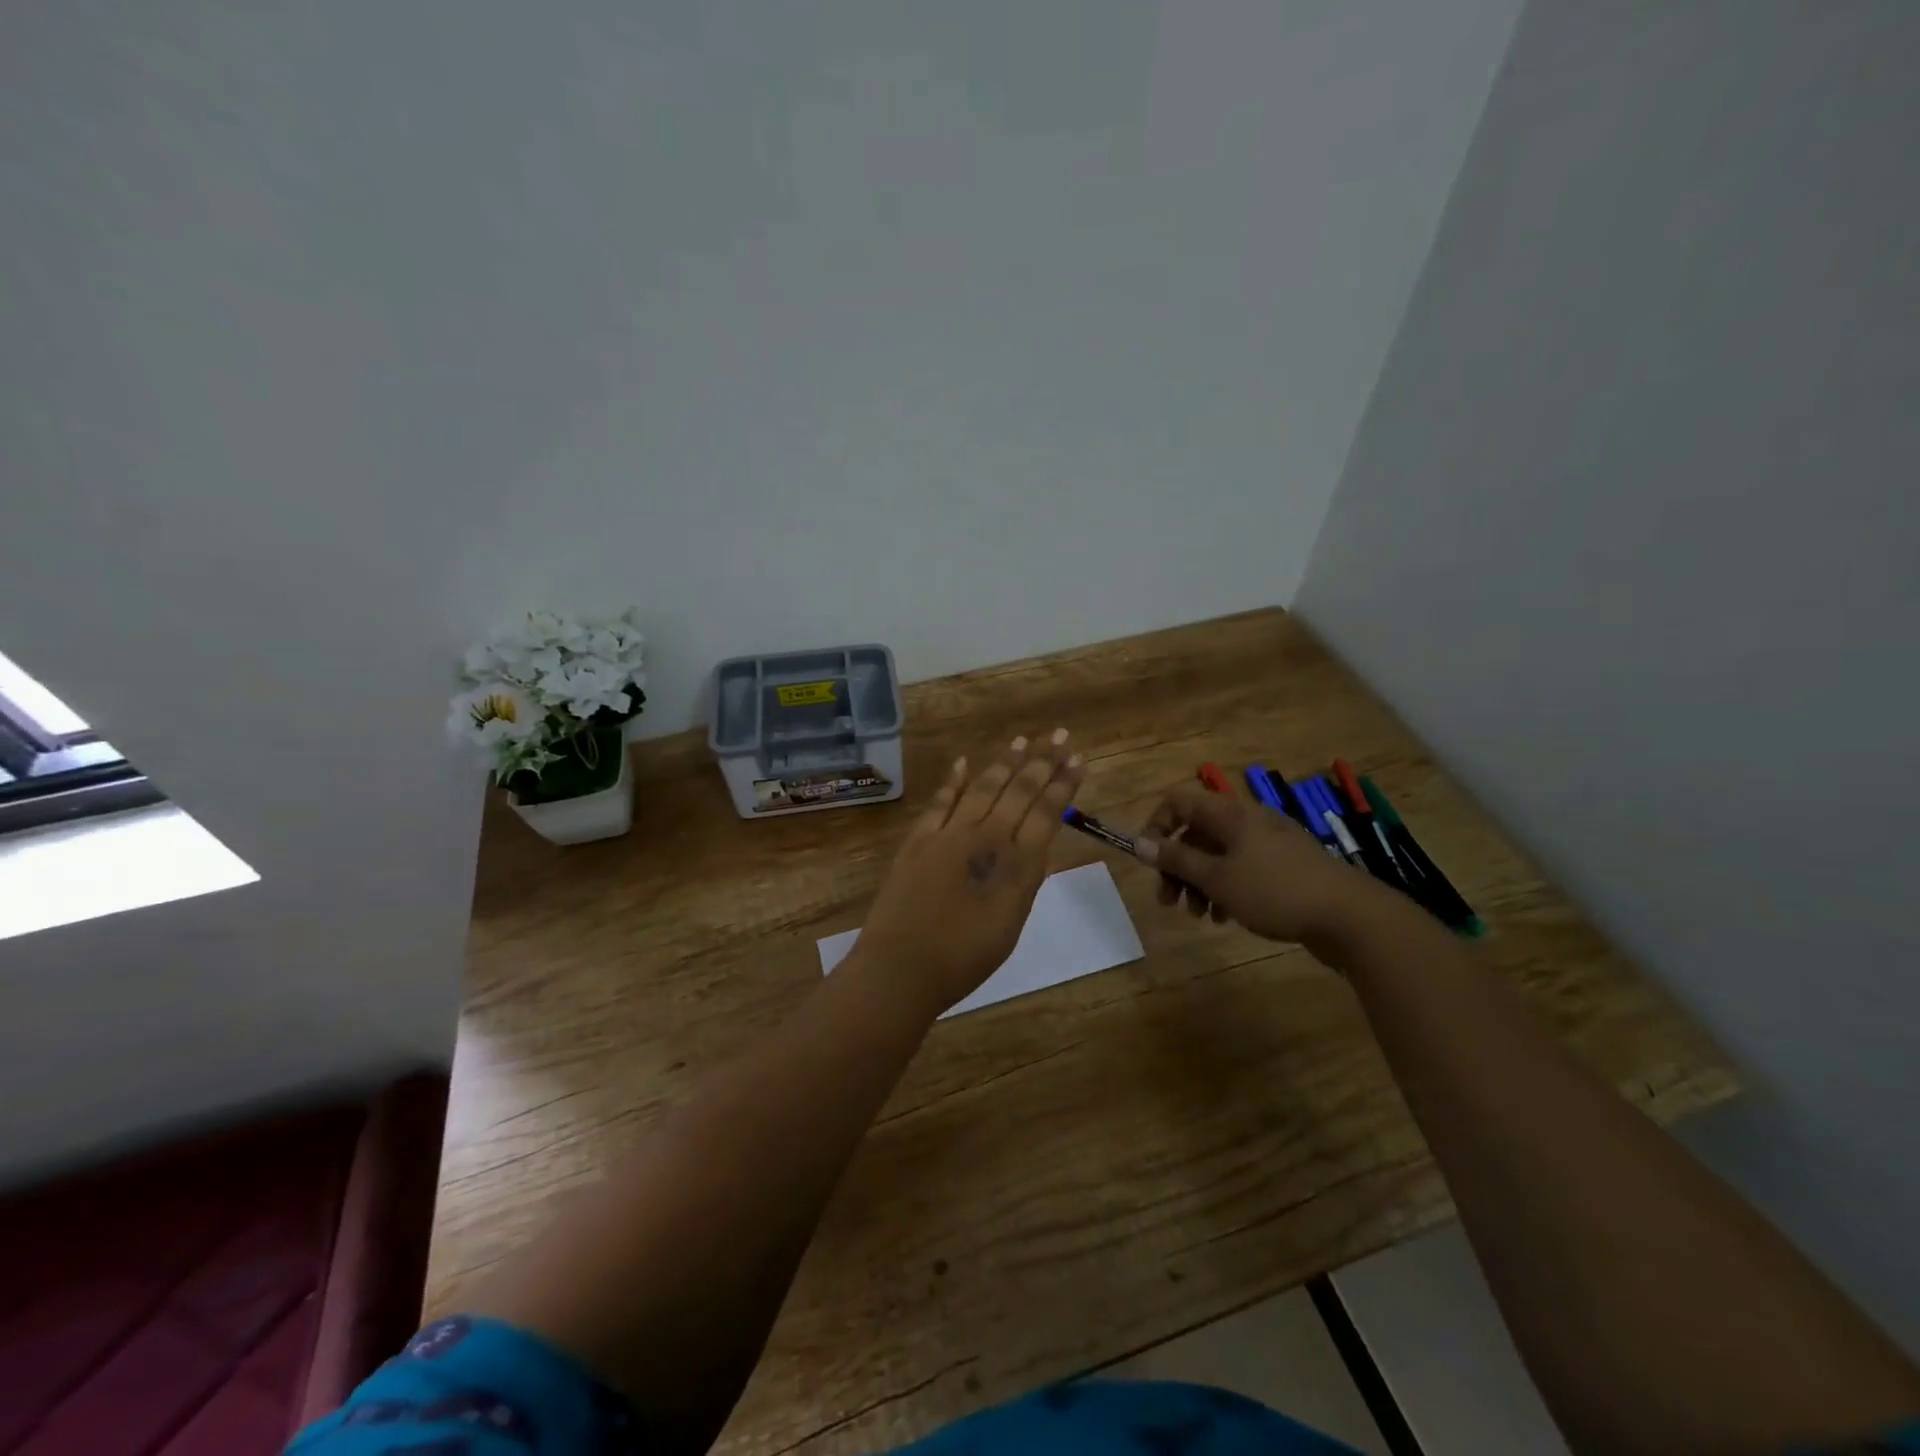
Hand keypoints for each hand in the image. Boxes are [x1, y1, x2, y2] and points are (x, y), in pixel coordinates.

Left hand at [853, 731, 1084, 1015]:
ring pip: (983, 787)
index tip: (1078, 760)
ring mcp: (949, 834)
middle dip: (1043, 761)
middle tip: (1060, 736)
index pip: (1047, 813)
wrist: (903, 967)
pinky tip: (963, 762)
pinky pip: (940, 801)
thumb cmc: (965, 959)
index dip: (1064, 784)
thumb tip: (1032, 848)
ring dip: (1005, 762)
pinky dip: (953, 781)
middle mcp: (986, 838)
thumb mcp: (1011, 923)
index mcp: (1017, 864)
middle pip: (1020, 791)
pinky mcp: (919, 839)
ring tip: (1023, 740)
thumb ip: (1023, 881)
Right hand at [1139, 782, 1385, 947]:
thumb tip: (1139, 843)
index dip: (1156, 826)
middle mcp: (1247, 821)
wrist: (1350, 916)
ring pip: (1218, 855)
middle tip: (1168, 900)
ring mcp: (1269, 844)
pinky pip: (1241, 870)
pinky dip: (1226, 888)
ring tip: (1199, 915)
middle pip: (1196, 833)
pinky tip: (1225, 917)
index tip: (1148, 861)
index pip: (1178, 802)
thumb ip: (1176, 860)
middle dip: (1176, 865)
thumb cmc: (1274, 891)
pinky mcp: (1284, 868)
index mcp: (1230, 814)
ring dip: (1199, 882)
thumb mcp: (1216, 878)